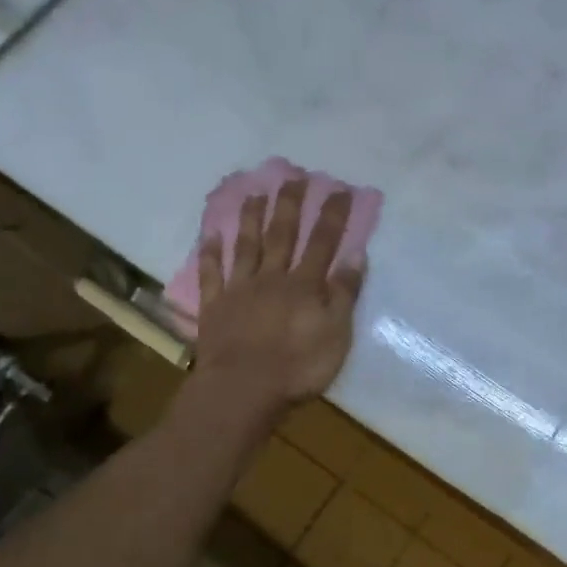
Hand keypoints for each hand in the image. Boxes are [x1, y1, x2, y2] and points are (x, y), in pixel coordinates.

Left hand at [193, 179, 365, 419]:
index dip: (332, 215)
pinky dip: (211, 253)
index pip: (322, 242)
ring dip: (251, 219)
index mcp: (304, 285)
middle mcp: (272, 278)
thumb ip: (345, 293)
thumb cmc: (299, 367)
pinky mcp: (215, 307)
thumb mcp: (336, 333)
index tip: (339, 189)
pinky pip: (212, 274)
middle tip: (292, 177)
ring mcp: (240, 290)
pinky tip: (210, 234)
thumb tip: (356, 254)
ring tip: (254, 193)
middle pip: (282, 235)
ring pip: (246, 246)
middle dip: (289, 205)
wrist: (243, 389)